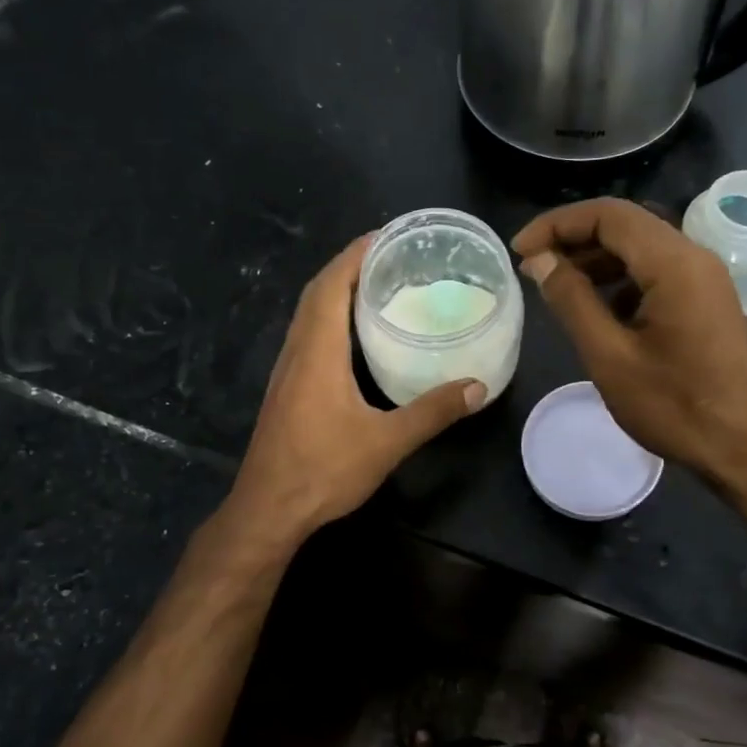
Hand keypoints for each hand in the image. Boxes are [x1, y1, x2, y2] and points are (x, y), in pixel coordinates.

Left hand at [226, 234, 486, 543]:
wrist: (268, 510)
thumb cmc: (323, 471)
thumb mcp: (386, 442)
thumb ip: (432, 412)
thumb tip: (478, 388)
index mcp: (317, 352)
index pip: (331, 285)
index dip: (356, 255)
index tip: (386, 235)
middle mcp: (297, 352)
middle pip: (317, 293)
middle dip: (350, 266)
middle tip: (390, 256)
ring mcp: (287, 371)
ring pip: (308, 315)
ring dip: (337, 291)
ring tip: (378, 285)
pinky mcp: (287, 389)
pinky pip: (308, 336)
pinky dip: (330, 318)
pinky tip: (355, 336)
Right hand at [511, 198, 746, 496]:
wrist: (743, 448)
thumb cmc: (674, 407)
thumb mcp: (609, 356)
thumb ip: (572, 300)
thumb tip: (540, 261)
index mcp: (674, 264)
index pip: (608, 215)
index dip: (557, 225)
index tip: (519, 250)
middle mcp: (694, 258)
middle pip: (626, 225)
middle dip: (573, 238)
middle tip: (532, 265)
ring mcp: (705, 279)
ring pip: (641, 248)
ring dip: (595, 258)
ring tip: (555, 285)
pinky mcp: (706, 300)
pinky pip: (657, 272)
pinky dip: (620, 279)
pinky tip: (596, 309)